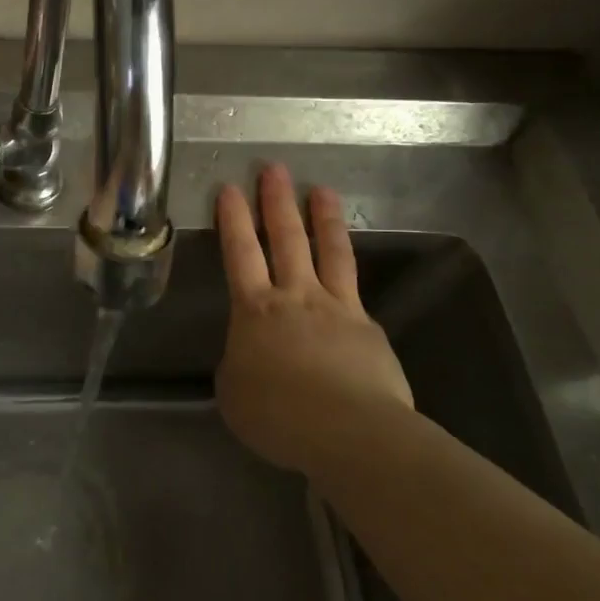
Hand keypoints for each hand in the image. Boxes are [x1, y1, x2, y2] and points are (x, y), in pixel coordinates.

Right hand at [214, 164, 414, 474]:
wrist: (350, 432)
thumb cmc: (278, 414)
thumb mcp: (234, 391)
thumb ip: (239, 362)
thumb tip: (251, 354)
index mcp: (255, 310)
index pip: (240, 252)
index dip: (233, 219)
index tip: (231, 187)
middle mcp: (295, 296)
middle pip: (285, 238)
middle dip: (276, 201)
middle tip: (274, 168)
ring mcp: (337, 308)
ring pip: (329, 252)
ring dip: (322, 218)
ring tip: (321, 190)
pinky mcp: (368, 327)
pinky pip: (354, 291)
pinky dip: (346, 275)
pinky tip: (346, 273)